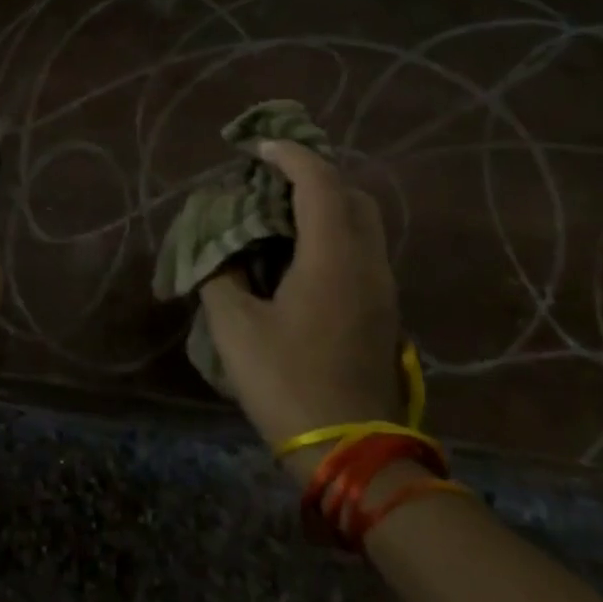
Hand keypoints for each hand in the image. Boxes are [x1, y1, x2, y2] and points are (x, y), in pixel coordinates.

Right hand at [198, 140, 404, 481]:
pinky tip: (297, 256)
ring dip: (325, 205)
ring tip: (279, 214)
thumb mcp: (235, 328)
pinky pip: (361, 250)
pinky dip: (333, 233)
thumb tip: (219, 250)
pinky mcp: (383, 312)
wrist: (352, 453)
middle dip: (312, 175)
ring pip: (362, 223)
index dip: (288, 155)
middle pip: (351, 195)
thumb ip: (221, 276)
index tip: (256, 148)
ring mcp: (382, 289)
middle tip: (270, 181)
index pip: (319, 181)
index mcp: (333, 257)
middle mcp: (367, 262)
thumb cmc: (288, 382)